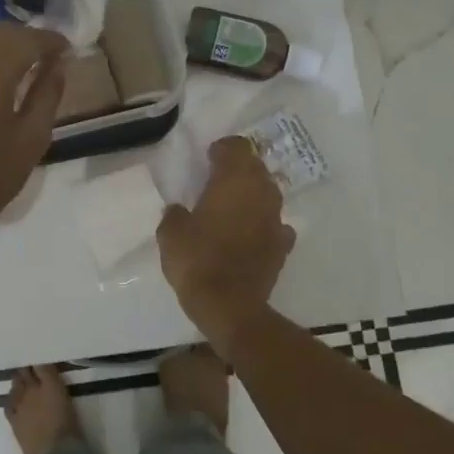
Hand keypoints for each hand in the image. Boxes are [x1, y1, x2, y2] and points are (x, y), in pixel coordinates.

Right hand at [157, 136, 295, 339]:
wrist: (230, 306)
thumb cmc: (197, 261)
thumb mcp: (170, 234)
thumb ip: (175, 214)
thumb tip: (180, 210)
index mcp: (234, 181)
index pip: (237, 147)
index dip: (223, 149)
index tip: (209, 158)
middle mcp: (261, 193)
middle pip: (256, 167)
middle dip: (239, 169)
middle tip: (218, 180)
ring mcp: (276, 219)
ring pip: (268, 194)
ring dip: (252, 195)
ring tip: (233, 206)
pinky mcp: (283, 245)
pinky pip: (275, 224)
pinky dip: (263, 224)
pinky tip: (250, 234)